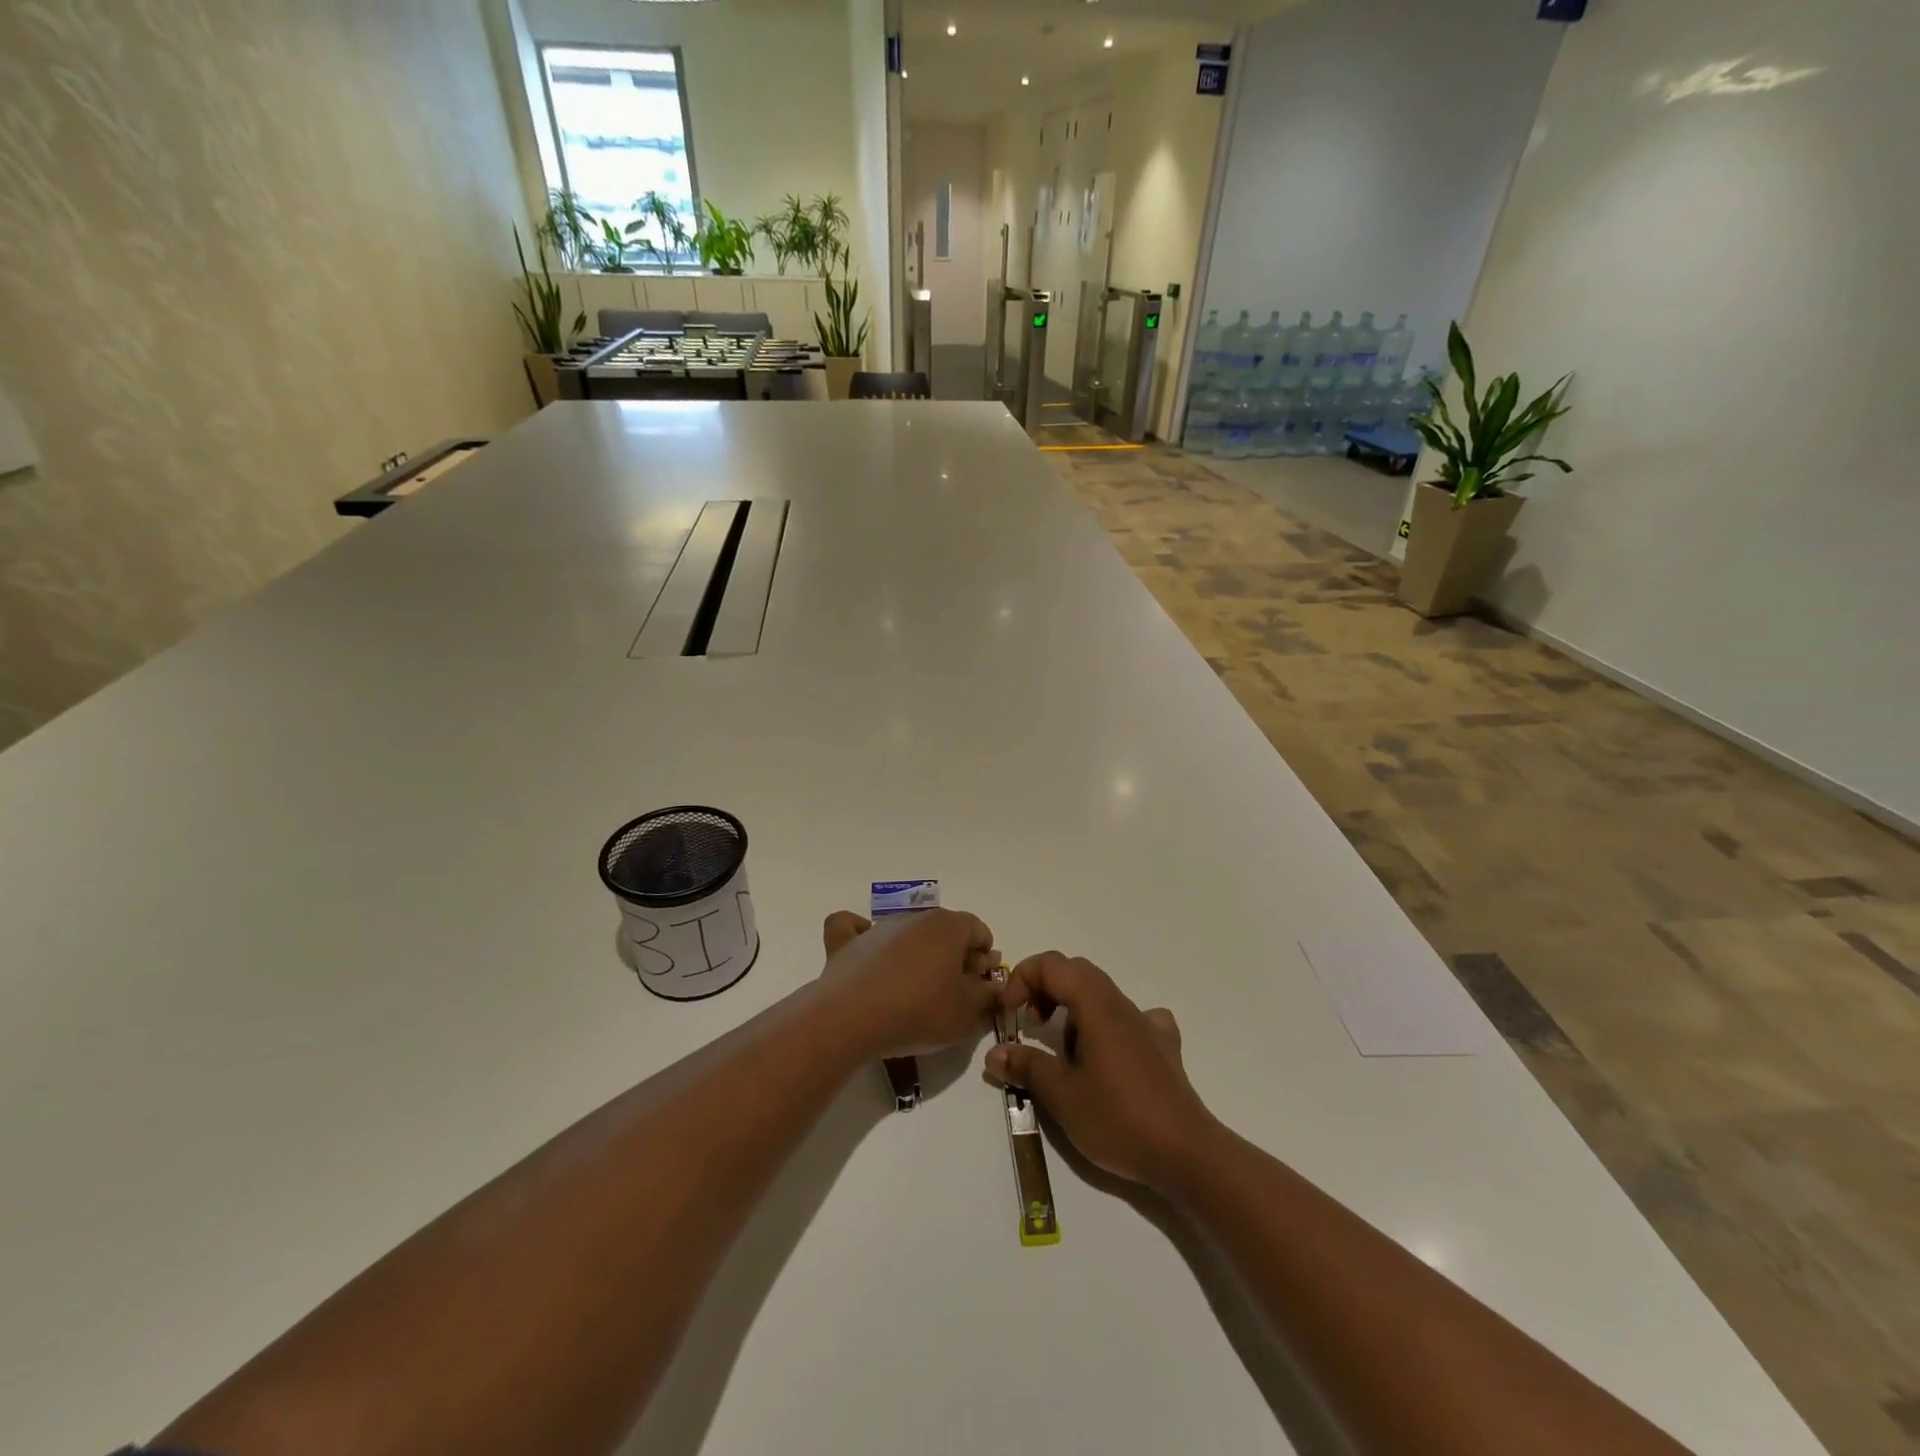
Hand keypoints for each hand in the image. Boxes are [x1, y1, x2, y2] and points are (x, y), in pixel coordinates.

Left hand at [819, 909, 1000, 1058]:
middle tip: (954, 991)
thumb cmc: (919, 1012)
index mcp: (948, 926)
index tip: (983, 984)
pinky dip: (861, 935)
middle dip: (954, 954)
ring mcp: (878, 928)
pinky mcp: (846, 943)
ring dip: (917, 952)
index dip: (985, 956)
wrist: (852, 1019)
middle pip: (943, 930)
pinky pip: (854, 928)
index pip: (978, 929)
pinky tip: (868, 952)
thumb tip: (994, 986)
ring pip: (906, 932)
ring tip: (914, 989)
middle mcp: (914, 918)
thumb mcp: (966, 1013)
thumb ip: (987, 997)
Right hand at [985, 952, 1218, 1191]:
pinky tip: (1109, 1056)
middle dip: (1045, 990)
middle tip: (1030, 1025)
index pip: (1053, 966)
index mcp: (1096, 1005)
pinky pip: (1132, 1020)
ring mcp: (1148, 1025)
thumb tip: (995, 1053)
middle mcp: (1123, 1005)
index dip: (1023, 979)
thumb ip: (1027, 1067)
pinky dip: (1109, 1027)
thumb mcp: (1062, 1096)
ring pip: (1102, 996)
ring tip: (1064, 1052)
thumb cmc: (1119, 1118)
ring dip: (1073, 1011)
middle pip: (1077, 973)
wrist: (1187, 1153)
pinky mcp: (1164, 1049)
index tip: (1009, 1014)